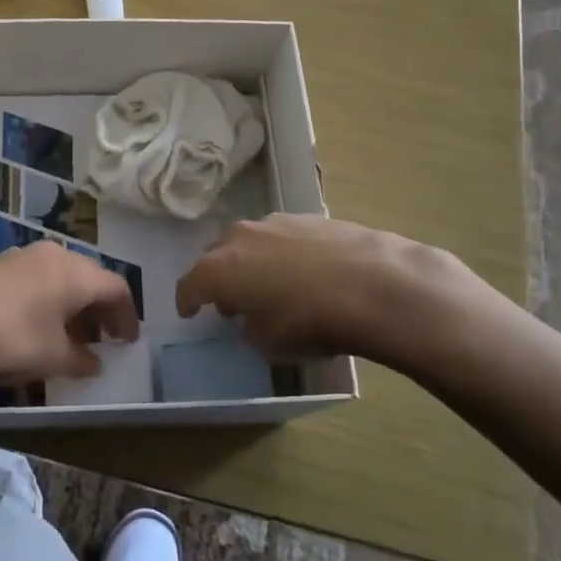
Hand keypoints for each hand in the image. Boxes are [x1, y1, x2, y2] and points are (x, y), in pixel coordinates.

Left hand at [0, 242, 140, 391]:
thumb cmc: (9, 339)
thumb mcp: (52, 358)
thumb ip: (81, 360)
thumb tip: (94, 362)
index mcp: (76, 272)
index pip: (116, 288)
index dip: (127, 315)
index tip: (129, 341)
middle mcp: (54, 255)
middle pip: (89, 278)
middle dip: (100, 309)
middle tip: (105, 338)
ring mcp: (23, 255)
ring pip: (61, 277)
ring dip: (73, 305)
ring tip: (72, 336)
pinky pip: (37, 279)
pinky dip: (48, 300)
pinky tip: (38, 326)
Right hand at [175, 214, 473, 363]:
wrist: (373, 284)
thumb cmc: (310, 321)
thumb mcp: (269, 343)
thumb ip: (249, 328)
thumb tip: (252, 317)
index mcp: (219, 269)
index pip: (189, 285)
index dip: (187, 302)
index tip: (190, 313)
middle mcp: (239, 237)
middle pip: (216, 255)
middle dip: (219, 276)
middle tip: (232, 300)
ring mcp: (274, 222)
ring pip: (250, 241)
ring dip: (251, 261)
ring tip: (270, 283)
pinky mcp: (308, 217)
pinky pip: (282, 237)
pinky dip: (283, 253)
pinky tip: (304, 272)